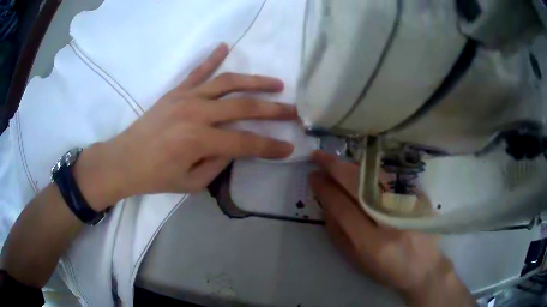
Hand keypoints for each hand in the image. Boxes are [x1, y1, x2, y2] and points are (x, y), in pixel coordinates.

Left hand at [75, 43, 296, 209]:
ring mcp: (186, 98)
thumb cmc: (156, 177)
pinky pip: (197, 71)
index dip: (270, 146)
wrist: (124, 160)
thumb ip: (218, 164)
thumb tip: (234, 147)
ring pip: (228, 83)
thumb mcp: (191, 183)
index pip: (246, 142)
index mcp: (199, 140)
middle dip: (273, 110)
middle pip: (244, 107)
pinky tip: (225, 47)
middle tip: (293, 111)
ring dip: (255, 82)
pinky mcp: (176, 92)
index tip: (289, 148)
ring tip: (276, 83)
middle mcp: (197, 113)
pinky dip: (212, 58)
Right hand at [309, 151, 473, 306]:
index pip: (342, 208)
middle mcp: (390, 221)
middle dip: (334, 167)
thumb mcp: (357, 260)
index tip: (313, 176)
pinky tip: (360, 170)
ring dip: (351, 166)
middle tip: (318, 157)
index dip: (325, 189)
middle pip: (358, 185)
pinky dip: (370, 171)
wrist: (425, 267)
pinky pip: (388, 178)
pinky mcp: (417, 197)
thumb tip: (326, 205)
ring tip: (336, 162)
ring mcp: (406, 205)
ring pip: (374, 176)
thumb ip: (339, 234)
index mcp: (371, 244)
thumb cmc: (387, 269)